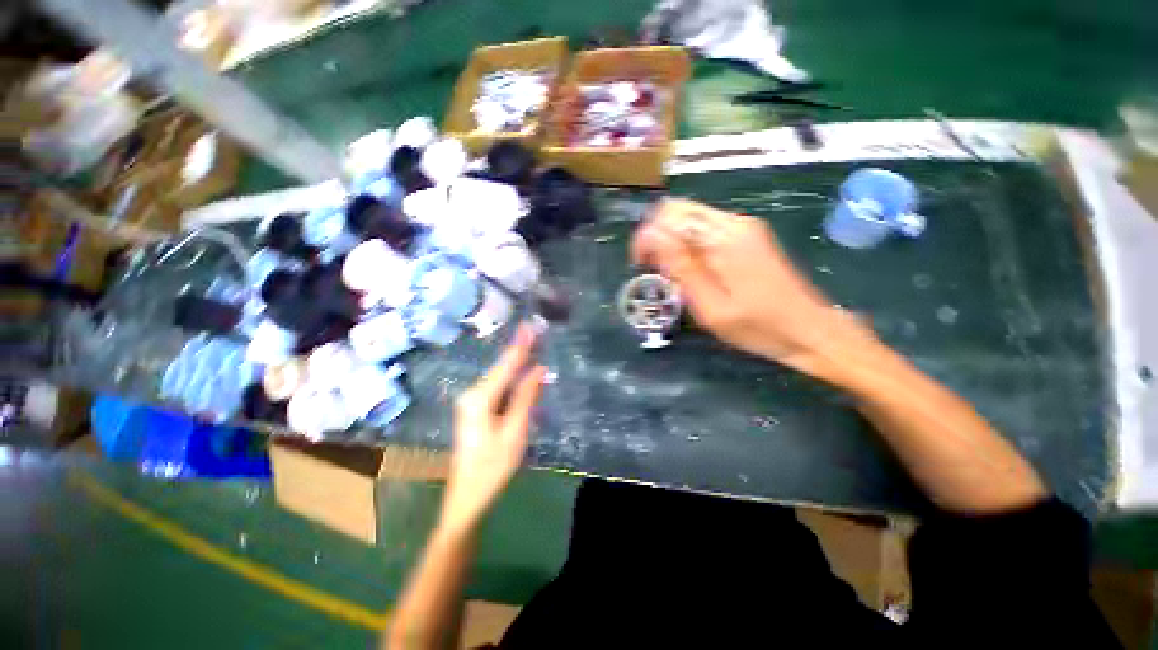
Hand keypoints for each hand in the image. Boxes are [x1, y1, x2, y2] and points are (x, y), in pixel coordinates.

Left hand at [442, 324, 546, 530]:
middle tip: (536, 332)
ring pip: (500, 378)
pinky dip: (514, 380)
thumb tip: (539, 369)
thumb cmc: (492, 467)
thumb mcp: (514, 431)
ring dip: (518, 364)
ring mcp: (472, 402)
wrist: (467, 498)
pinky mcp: (477, 410)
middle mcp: (472, 394)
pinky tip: (524, 372)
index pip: (505, 365)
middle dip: (520, 351)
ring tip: (534, 346)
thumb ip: (526, 397)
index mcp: (479, 398)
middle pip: (501, 368)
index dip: (520, 345)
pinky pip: (499, 389)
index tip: (530, 325)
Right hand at [631, 198, 866, 374]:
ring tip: (673, 274)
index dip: (646, 237)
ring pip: (690, 218)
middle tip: (655, 270)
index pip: (669, 216)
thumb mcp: (711, 306)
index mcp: (724, 238)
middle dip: (656, 236)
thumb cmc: (758, 327)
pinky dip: (688, 245)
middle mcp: (733, 222)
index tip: (641, 266)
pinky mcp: (747, 235)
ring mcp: (743, 226)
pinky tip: (693, 270)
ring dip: (671, 241)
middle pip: (678, 210)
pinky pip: (705, 229)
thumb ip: (681, 268)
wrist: (810, 330)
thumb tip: (651, 235)